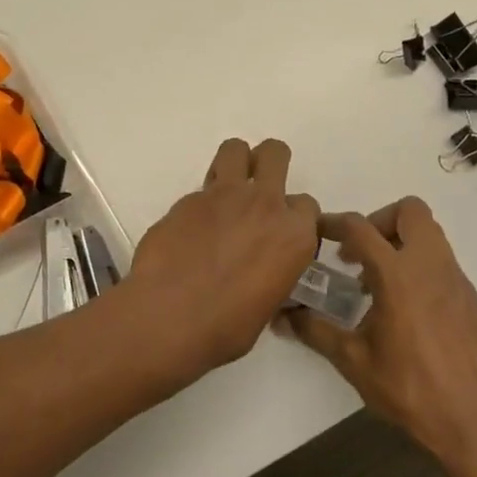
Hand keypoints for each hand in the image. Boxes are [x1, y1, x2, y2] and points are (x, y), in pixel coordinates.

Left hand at [115, 138, 319, 380]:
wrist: (171, 315)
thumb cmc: (227, 327)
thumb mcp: (268, 305)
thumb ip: (272, 274)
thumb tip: (260, 276)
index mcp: (294, 236)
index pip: (306, 206)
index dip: (292, 216)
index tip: (279, 230)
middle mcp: (265, 204)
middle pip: (275, 154)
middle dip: (268, 163)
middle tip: (256, 185)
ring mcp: (224, 195)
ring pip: (235, 149)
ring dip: (234, 162)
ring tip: (224, 188)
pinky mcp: (188, 198)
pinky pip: (201, 187)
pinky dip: (200, 201)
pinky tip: (190, 227)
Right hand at [289, 198, 476, 476]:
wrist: (476, 426)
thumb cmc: (409, 390)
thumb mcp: (353, 361)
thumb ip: (315, 331)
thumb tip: (283, 317)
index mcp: (398, 275)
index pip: (360, 227)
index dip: (334, 223)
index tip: (318, 231)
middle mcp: (431, 266)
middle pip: (410, 211)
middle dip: (380, 221)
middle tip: (360, 254)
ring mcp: (457, 282)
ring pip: (431, 235)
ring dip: (401, 243)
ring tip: (378, 283)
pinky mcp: (472, 300)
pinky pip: (443, 264)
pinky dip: (420, 269)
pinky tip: (407, 310)